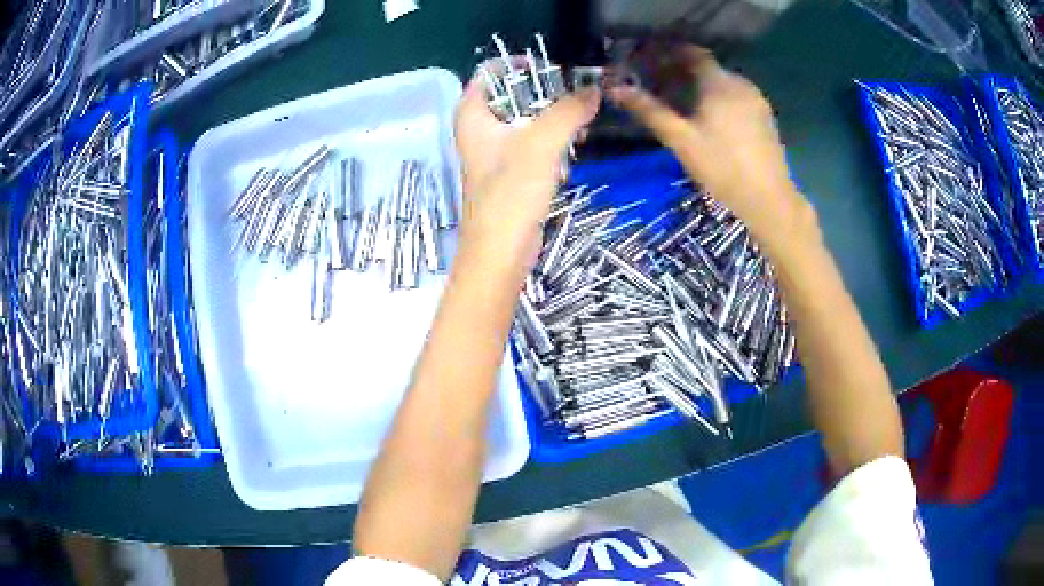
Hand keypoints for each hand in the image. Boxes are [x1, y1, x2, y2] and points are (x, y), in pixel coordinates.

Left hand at [455, 65, 599, 270]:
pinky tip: (571, 148)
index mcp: (472, 115)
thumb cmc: (511, 193)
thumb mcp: (542, 143)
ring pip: (526, 120)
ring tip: (580, 123)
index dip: (520, 65)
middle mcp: (479, 129)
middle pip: (512, 94)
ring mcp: (494, 152)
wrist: (500, 253)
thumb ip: (569, 111)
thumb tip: (594, 90)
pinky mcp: (510, 173)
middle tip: (575, 98)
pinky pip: (532, 144)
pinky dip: (551, 142)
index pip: (490, 72)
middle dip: (545, 93)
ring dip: (553, 119)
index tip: (554, 71)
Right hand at [608, 47, 814, 253]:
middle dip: (682, 70)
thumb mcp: (681, 140)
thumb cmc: (722, 168)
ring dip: (701, 86)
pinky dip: (719, 99)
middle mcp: (741, 84)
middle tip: (659, 84)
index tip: (649, 61)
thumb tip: (616, 89)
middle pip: (708, 67)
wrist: (768, 199)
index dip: (669, 53)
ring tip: (681, 102)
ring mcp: (757, 100)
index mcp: (720, 83)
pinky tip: (709, 118)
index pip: (692, 53)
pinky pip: (736, 97)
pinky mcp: (765, 117)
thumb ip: (650, 110)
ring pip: (723, 83)